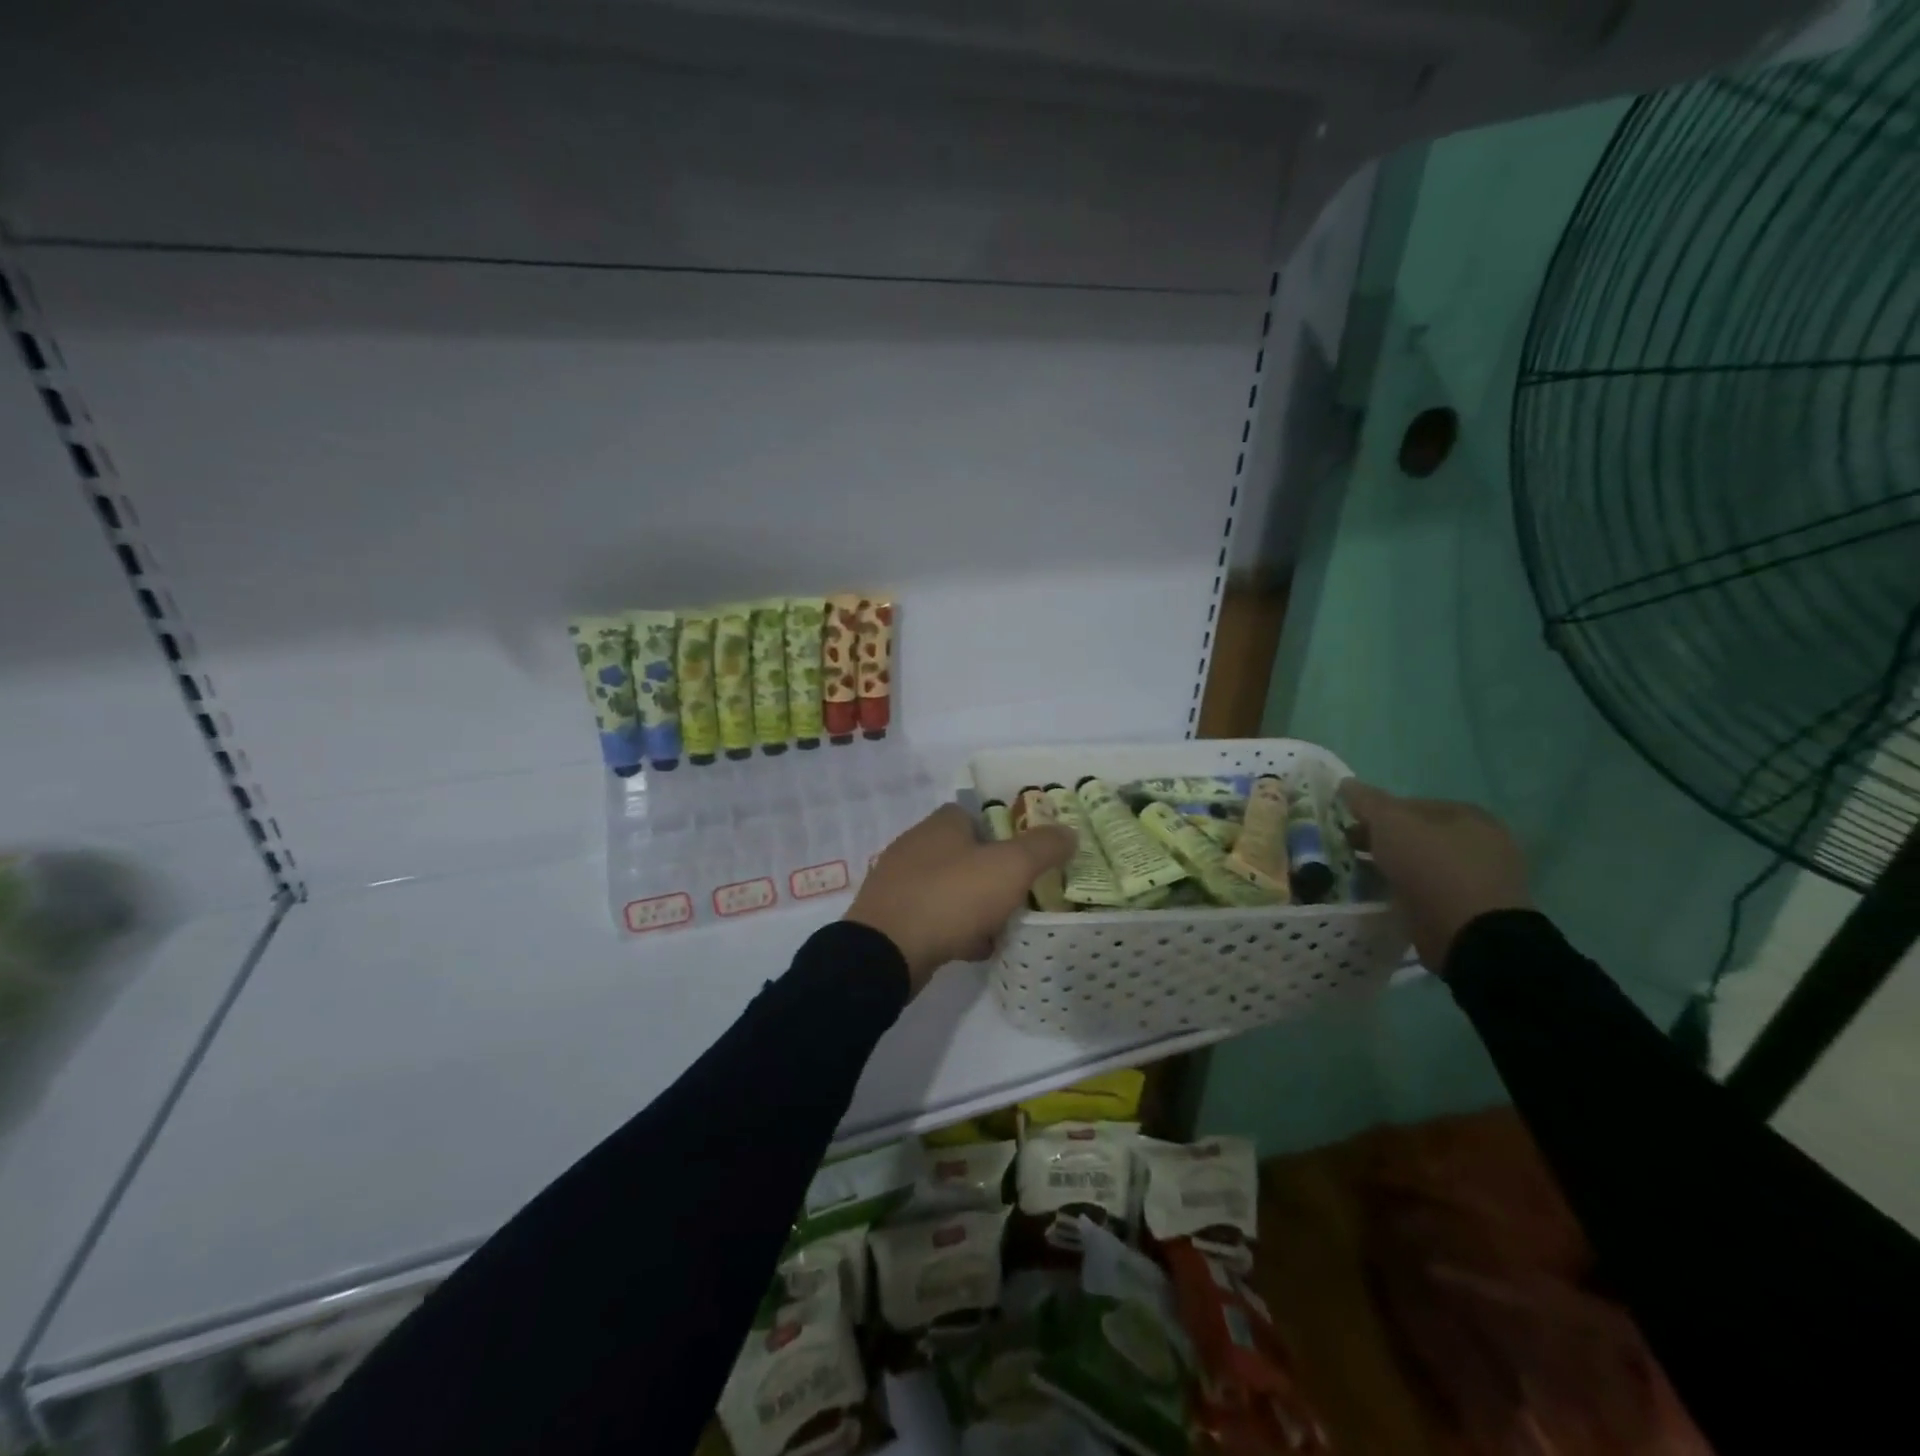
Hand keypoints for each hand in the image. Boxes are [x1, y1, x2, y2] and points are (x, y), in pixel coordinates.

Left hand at [845, 804, 1076, 995]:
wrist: (887, 952)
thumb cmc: (952, 897)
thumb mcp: (1010, 867)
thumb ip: (1043, 847)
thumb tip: (1069, 832)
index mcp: (940, 825)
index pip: (974, 814)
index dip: (1003, 831)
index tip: (1026, 855)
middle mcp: (915, 845)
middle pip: (964, 852)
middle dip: (992, 872)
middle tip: (1020, 893)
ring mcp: (899, 883)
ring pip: (950, 887)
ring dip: (976, 904)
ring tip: (1003, 925)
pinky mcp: (892, 917)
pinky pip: (933, 916)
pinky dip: (955, 929)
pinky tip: (974, 949)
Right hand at [1337, 781, 1532, 973]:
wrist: (1471, 934)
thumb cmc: (1432, 867)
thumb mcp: (1391, 824)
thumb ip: (1367, 801)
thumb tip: (1346, 783)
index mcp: (1467, 815)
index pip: (1411, 804)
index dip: (1377, 813)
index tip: (1350, 827)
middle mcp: (1481, 842)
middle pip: (1417, 835)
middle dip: (1384, 841)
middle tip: (1352, 851)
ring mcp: (1481, 878)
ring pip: (1422, 864)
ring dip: (1394, 868)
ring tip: (1364, 876)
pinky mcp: (1472, 910)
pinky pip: (1429, 892)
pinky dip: (1408, 892)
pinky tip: (1387, 898)